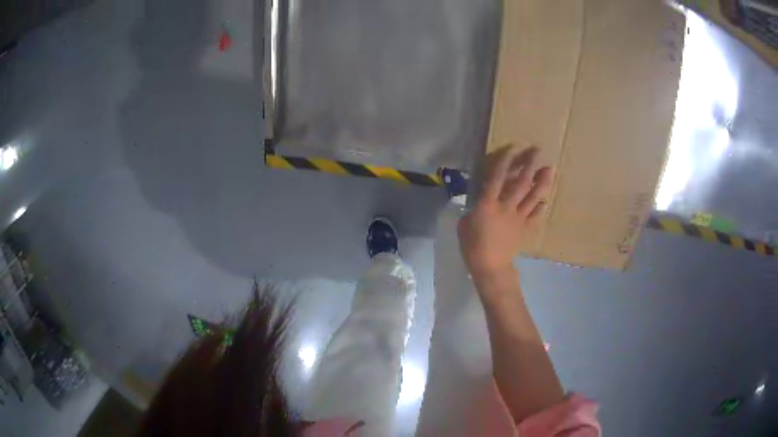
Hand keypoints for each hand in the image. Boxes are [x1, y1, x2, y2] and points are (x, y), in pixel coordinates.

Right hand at [458, 145, 553, 279]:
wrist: (490, 267)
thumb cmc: (472, 246)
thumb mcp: (464, 225)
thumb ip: (473, 210)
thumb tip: (479, 205)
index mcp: (488, 204)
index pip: (497, 178)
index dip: (505, 161)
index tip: (512, 148)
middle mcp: (506, 206)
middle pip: (521, 182)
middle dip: (529, 165)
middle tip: (537, 152)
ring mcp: (518, 217)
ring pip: (532, 196)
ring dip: (542, 181)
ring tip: (549, 168)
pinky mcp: (525, 228)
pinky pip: (535, 214)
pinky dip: (541, 206)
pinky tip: (545, 199)